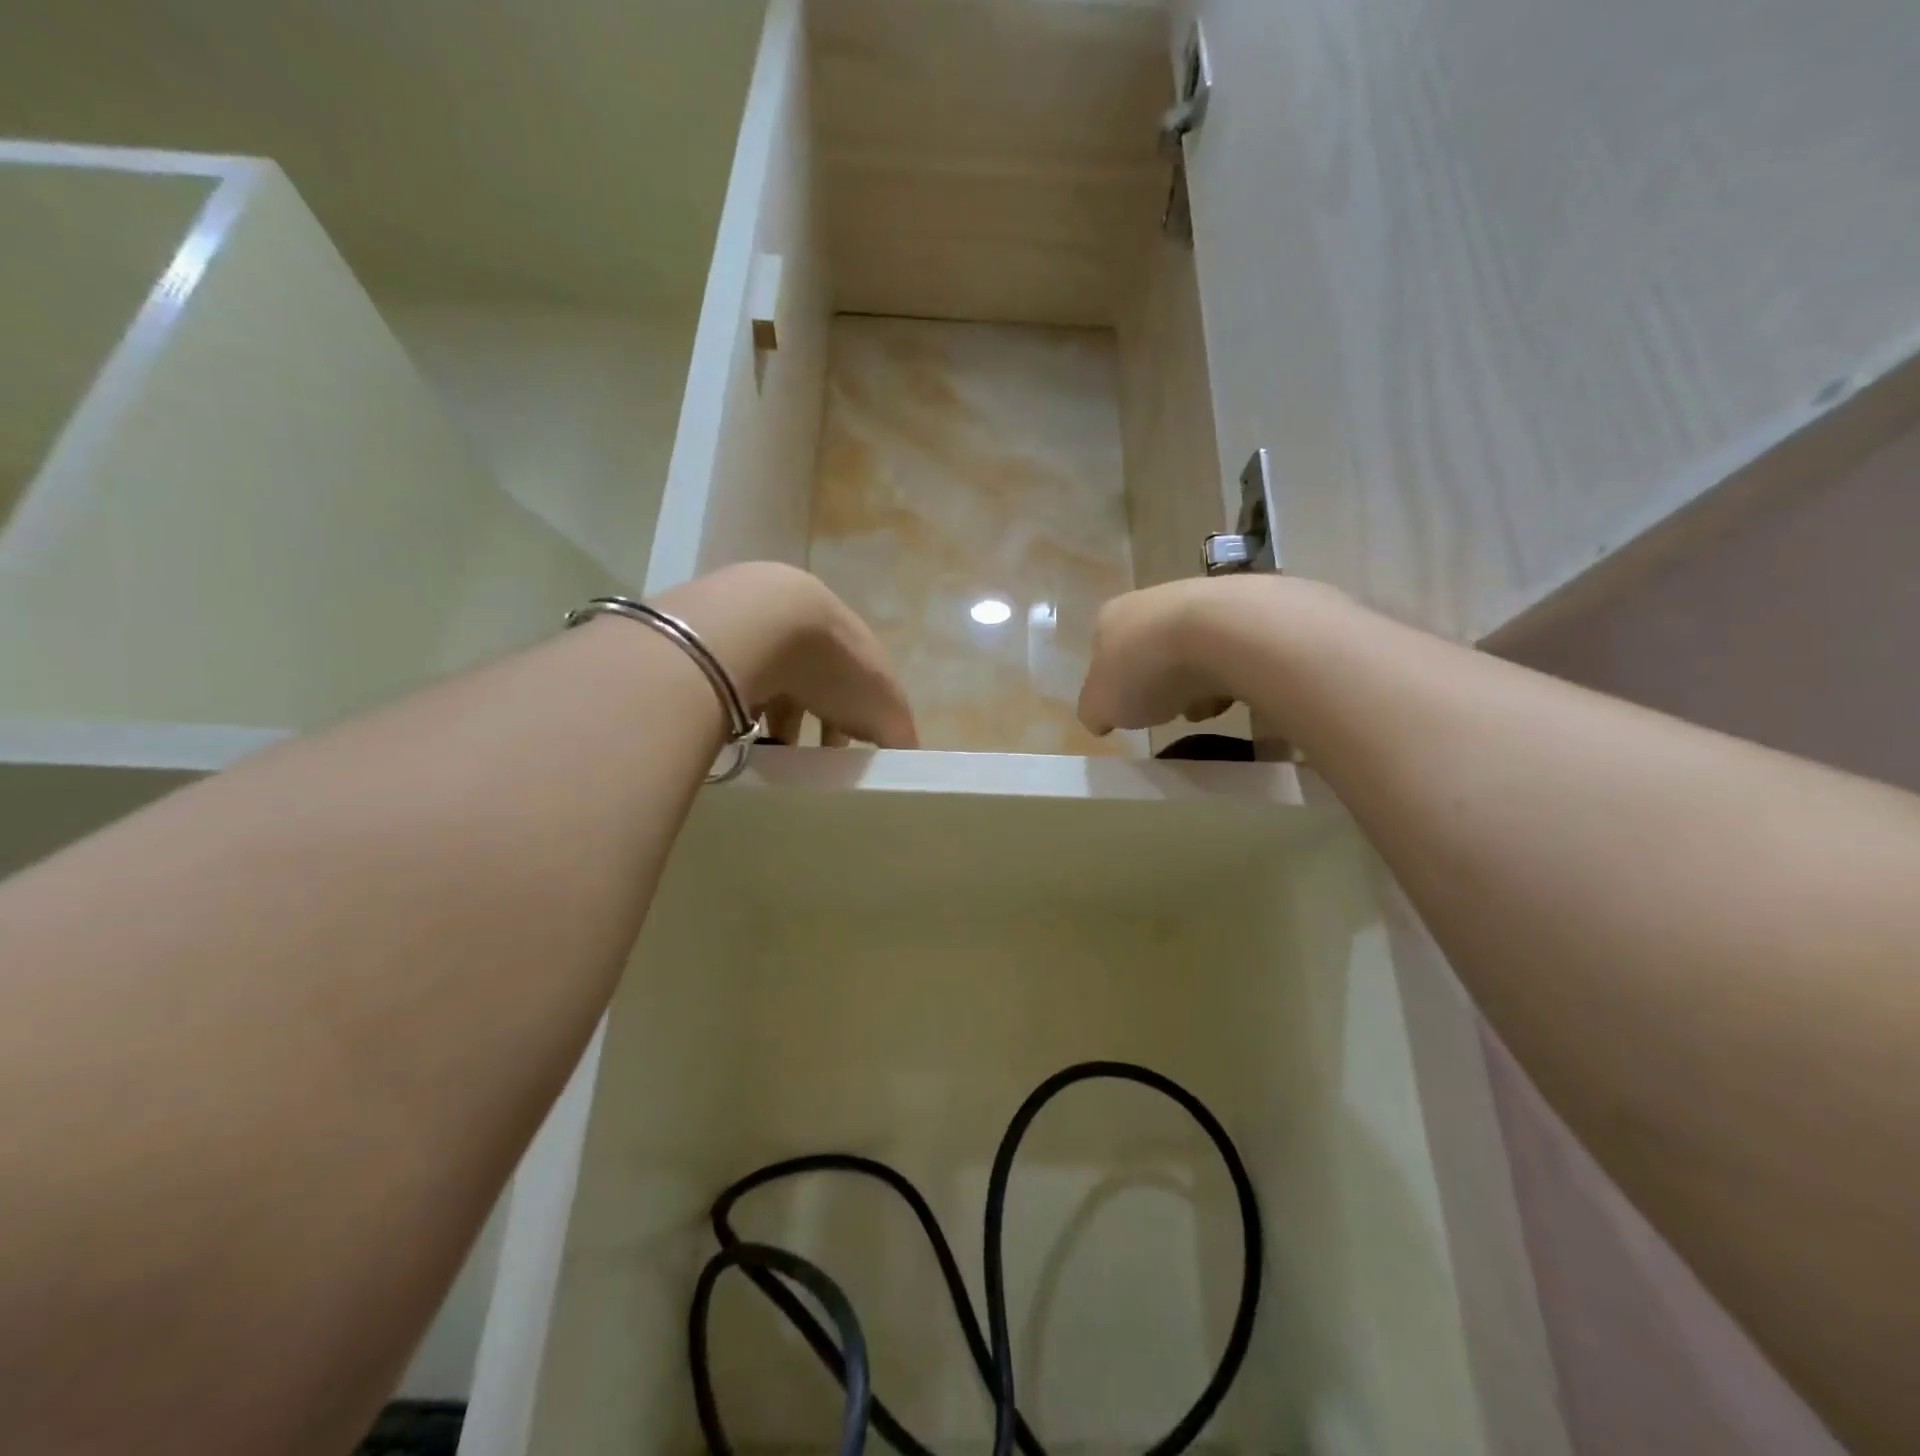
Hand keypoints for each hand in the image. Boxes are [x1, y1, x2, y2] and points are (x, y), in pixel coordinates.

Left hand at [657, 563, 917, 748]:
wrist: (759, 625)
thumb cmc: (834, 668)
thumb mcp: (883, 709)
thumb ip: (899, 735)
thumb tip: (911, 762)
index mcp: (853, 643)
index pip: (862, 684)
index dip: (860, 719)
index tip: (852, 754)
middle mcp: (811, 634)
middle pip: (817, 685)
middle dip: (815, 722)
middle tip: (810, 762)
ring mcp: (765, 635)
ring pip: (775, 685)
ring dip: (776, 721)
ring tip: (771, 758)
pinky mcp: (724, 644)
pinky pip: (737, 685)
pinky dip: (741, 712)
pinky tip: (739, 738)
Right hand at [1077, 579, 1237, 735]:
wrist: (1223, 634)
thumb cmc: (1147, 670)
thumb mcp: (1101, 706)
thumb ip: (1095, 712)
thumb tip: (1100, 717)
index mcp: (1111, 618)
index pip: (1104, 652)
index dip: (1115, 684)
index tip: (1128, 709)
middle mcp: (1152, 601)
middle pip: (1151, 652)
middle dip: (1160, 684)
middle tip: (1168, 710)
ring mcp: (1200, 599)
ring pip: (1192, 653)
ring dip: (1197, 683)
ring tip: (1205, 707)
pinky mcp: (1243, 608)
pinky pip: (1231, 652)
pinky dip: (1231, 675)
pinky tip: (1235, 691)